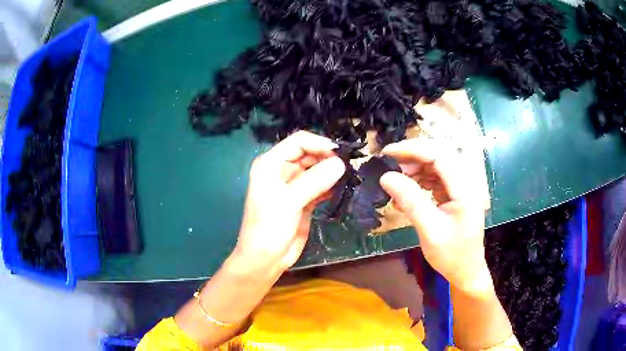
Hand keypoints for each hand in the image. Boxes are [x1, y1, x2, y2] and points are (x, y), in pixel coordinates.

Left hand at [232, 131, 345, 276]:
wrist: (265, 259)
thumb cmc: (269, 228)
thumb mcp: (289, 201)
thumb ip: (314, 180)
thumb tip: (341, 163)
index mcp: (271, 164)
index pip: (298, 142)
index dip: (319, 144)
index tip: (341, 154)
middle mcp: (282, 171)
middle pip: (309, 154)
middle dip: (328, 158)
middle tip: (350, 166)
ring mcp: (293, 186)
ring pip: (316, 170)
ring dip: (332, 172)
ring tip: (349, 176)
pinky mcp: (303, 199)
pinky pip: (320, 186)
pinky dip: (331, 186)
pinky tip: (342, 189)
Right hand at [380, 138, 489, 291]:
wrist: (465, 271)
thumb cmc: (451, 255)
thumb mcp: (429, 231)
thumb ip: (411, 201)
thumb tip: (386, 177)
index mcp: (465, 189)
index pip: (439, 155)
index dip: (412, 150)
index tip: (386, 154)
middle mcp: (465, 182)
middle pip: (438, 155)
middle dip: (412, 157)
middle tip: (389, 166)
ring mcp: (461, 187)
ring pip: (436, 164)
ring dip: (414, 168)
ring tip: (395, 181)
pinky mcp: (455, 194)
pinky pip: (435, 177)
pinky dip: (419, 180)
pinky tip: (406, 192)